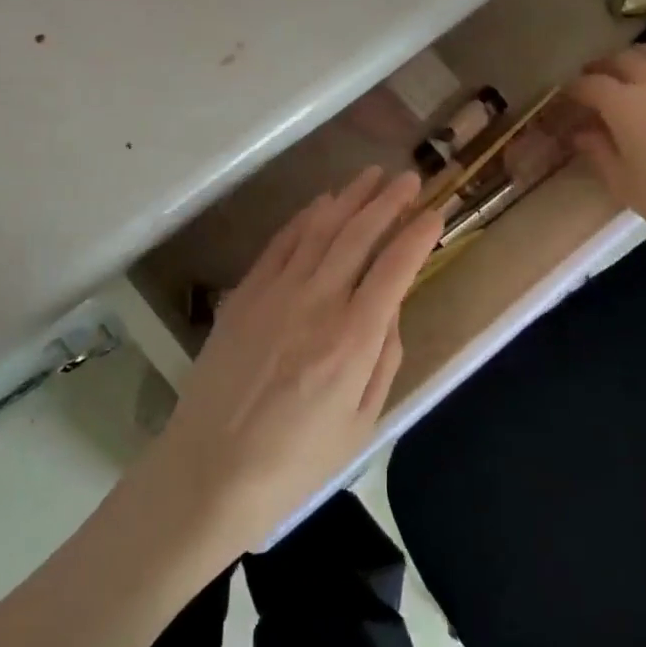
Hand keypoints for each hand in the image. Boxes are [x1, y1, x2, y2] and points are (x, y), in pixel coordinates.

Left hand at [141, 167, 442, 551]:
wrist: (209, 471)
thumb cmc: (295, 461)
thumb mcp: (362, 423)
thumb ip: (384, 358)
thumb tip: (392, 307)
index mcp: (353, 338)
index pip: (396, 267)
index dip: (419, 234)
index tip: (435, 213)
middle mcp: (318, 301)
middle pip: (359, 234)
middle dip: (390, 201)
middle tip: (410, 178)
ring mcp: (276, 292)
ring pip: (321, 228)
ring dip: (350, 197)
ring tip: (372, 175)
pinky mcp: (245, 294)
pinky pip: (281, 242)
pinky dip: (306, 216)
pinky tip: (322, 203)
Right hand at [565, 45, 645, 269]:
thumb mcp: (625, 185)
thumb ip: (598, 152)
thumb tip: (581, 131)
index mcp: (624, 105)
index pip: (589, 85)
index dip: (573, 90)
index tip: (567, 99)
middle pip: (621, 59)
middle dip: (602, 68)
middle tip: (594, 81)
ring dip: (635, 57)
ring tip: (630, 71)